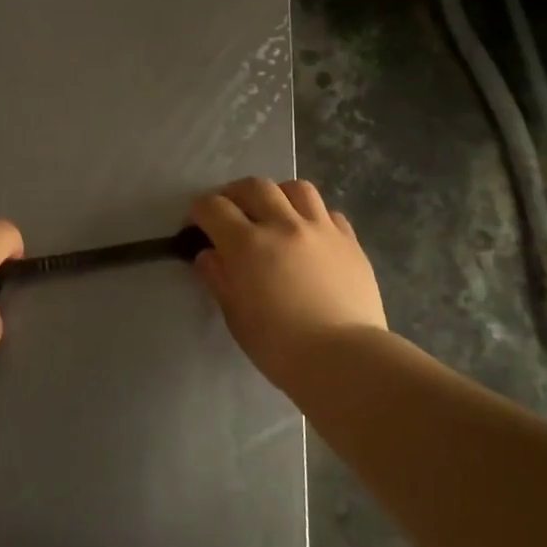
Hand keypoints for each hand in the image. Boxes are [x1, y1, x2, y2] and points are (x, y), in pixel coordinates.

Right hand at [190, 178, 386, 380]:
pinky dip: (313, 216)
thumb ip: (219, 278)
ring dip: (278, 195)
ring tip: (274, 212)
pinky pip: (329, 213)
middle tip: (231, 211)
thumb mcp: (236, 316)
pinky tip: (310, 234)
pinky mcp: (350, 241)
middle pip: (254, 187)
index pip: (214, 208)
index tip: (197, 223)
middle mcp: (283, 225)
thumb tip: (208, 255)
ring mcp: (321, 229)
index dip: (200, 211)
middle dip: (235, 193)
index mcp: (247, 244)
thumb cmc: (279, 346)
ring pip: (296, 188)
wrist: (344, 359)